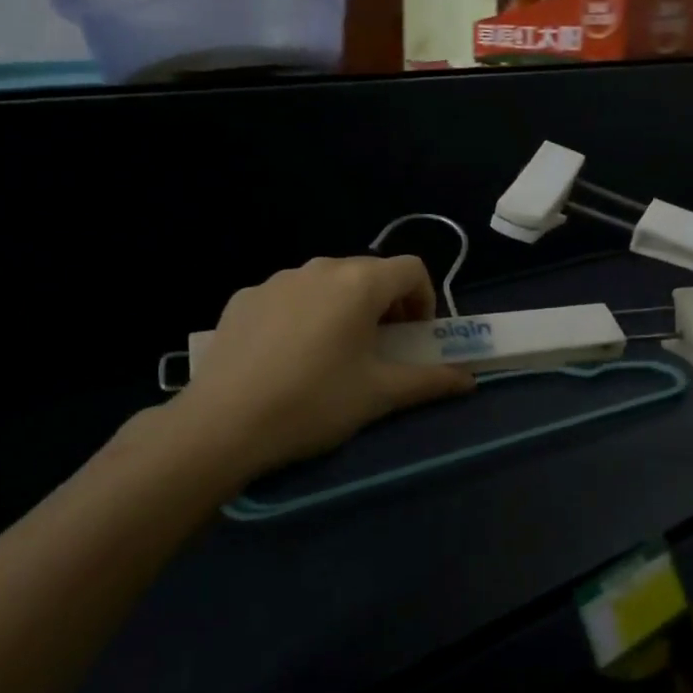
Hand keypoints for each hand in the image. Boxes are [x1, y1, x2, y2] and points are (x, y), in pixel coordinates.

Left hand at [173, 255, 473, 478]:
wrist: (223, 424)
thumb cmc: (314, 404)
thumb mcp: (379, 394)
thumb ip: (429, 381)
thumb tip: (469, 380)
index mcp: (359, 283)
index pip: (411, 269)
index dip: (425, 299)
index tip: (416, 336)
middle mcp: (319, 268)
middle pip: (369, 273)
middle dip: (386, 304)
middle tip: (381, 347)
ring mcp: (276, 280)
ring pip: (327, 282)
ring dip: (345, 306)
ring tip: (334, 352)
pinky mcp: (244, 297)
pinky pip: (290, 296)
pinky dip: (304, 313)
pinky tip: (289, 355)